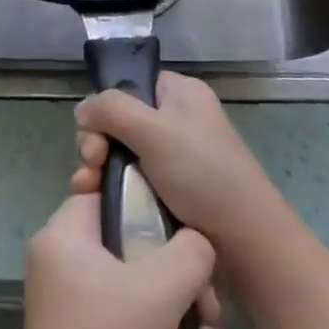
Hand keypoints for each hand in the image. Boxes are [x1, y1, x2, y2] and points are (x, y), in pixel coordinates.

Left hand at [6, 194, 225, 328]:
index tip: (188, 231)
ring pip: (141, 283)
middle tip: (210, 304)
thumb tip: (199, 243)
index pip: (110, 193)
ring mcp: (77, 302)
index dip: (151, 204)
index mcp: (65, 237)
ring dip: (183, 309)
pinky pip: (135, 316)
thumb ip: (188, 252)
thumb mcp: (158, 294)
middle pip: (134, 242)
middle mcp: (65, 262)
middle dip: (182, 273)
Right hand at [72, 72, 287, 258]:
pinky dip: (113, 191)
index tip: (95, 137)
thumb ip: (112, 109)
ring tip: (87, 191)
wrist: (245, 243)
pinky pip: (132, 183)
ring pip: (121, 155)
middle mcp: (178, 120)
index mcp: (181, 94)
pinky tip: (99, 205)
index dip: (106, 108)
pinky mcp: (171, 192)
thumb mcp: (154, 131)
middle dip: (97, 144)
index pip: (131, 86)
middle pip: (120, 122)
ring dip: (99, 171)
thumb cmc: (203, 174)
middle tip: (91, 168)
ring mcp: (174, 158)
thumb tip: (82, 110)